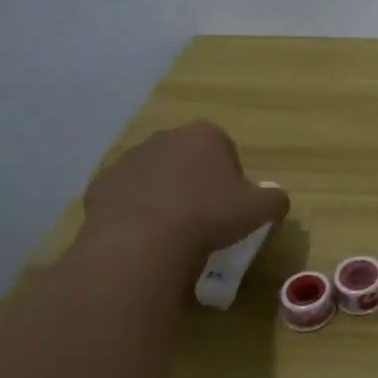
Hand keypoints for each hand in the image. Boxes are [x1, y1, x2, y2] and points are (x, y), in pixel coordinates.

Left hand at [81, 121, 288, 264]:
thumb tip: (277, 200)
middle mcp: (164, 137)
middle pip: (186, 159)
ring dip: (163, 195)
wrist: (142, 243)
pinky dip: (134, 212)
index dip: (230, 178)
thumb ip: (275, 199)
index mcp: (204, 134)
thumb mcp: (260, 210)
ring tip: (171, 231)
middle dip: (194, 181)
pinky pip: (125, 197)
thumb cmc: (208, 216)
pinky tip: (143, 237)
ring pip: (154, 176)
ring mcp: (128, 160)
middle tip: (203, 217)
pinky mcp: (101, 186)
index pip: (224, 149)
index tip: (229, 206)